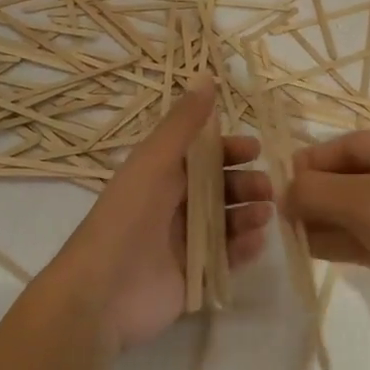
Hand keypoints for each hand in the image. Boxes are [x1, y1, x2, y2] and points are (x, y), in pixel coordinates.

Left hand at [57, 80, 273, 348]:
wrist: (102, 293)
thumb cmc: (128, 217)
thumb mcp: (155, 161)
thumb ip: (183, 123)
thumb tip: (206, 76)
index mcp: (160, 176)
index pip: (202, 156)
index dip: (229, 150)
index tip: (255, 149)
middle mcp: (172, 206)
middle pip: (219, 189)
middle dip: (245, 184)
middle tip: (267, 188)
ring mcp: (183, 244)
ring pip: (226, 223)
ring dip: (248, 215)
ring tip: (264, 214)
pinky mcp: (192, 279)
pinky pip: (226, 260)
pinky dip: (243, 250)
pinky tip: (256, 242)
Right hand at [284, 128, 369, 332]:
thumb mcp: (359, 199)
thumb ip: (314, 191)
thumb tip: (283, 192)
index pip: (351, 144)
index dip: (314, 159)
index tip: (281, 177)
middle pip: (353, 175)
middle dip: (317, 192)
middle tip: (281, 209)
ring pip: (358, 208)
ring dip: (324, 218)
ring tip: (287, 231)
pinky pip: (367, 235)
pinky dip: (339, 239)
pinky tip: (308, 247)